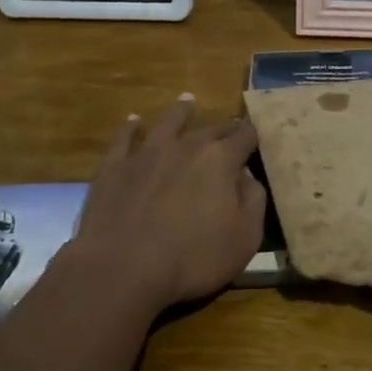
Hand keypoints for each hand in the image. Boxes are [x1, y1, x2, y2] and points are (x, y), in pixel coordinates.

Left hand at [69, 96, 266, 310]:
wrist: (122, 269)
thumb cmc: (192, 258)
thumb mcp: (245, 237)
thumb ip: (253, 200)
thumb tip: (247, 177)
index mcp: (221, 160)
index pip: (245, 136)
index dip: (253, 135)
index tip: (257, 135)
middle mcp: (186, 146)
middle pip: (211, 128)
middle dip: (224, 127)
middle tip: (231, 127)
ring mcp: (147, 153)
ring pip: (168, 122)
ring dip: (180, 111)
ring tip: (187, 100)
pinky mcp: (115, 167)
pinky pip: (124, 139)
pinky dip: (131, 128)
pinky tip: (133, 121)